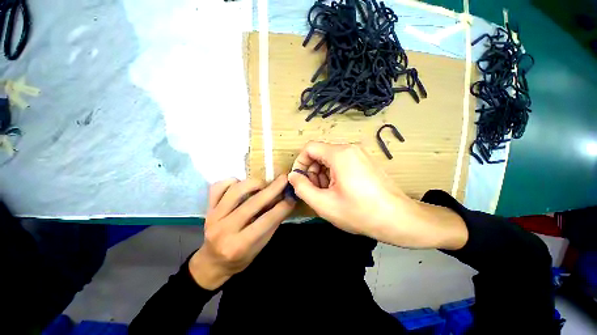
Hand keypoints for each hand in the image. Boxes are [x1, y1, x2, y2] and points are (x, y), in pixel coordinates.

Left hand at [189, 176, 294, 289]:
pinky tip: (241, 184)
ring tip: (264, 184)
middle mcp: (224, 230)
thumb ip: (272, 224)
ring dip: (254, 183)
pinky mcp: (208, 208)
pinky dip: (231, 181)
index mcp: (240, 245)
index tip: (293, 196)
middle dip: (272, 189)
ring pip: (235, 191)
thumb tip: (286, 201)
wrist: (212, 263)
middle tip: (285, 179)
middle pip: (252, 204)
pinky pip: (218, 187)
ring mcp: (213, 217)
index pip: (266, 221)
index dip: (282, 207)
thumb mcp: (260, 247)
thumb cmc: (240, 258)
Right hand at [288, 141, 467, 249]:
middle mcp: (350, 148)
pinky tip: (340, 191)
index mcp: (339, 154)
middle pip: (320, 154)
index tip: (300, 180)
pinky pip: (342, 163)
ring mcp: (360, 154)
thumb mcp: (324, 203)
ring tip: (329, 194)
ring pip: (330, 159)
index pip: (309, 148)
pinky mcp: (366, 162)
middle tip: (316, 192)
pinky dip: (335, 175)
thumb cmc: (360, 212)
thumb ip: (302, 187)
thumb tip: (293, 176)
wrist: (399, 219)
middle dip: (313, 172)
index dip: (300, 163)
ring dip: (323, 175)